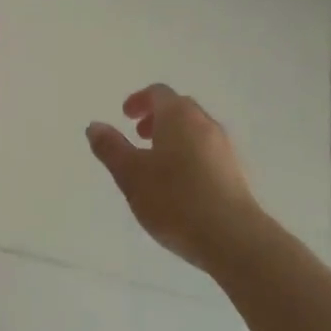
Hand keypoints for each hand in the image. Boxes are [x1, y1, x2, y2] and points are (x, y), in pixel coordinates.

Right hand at [87, 84, 262, 271]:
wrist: (234, 238)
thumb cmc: (175, 199)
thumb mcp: (131, 175)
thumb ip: (111, 148)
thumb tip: (94, 126)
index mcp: (178, 115)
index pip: (158, 93)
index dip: (139, 100)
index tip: (126, 116)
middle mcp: (204, 123)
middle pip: (179, 108)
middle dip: (157, 117)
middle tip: (140, 136)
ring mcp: (224, 147)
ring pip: (195, 130)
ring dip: (174, 137)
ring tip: (157, 164)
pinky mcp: (235, 172)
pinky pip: (207, 151)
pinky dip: (189, 155)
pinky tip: (181, 185)